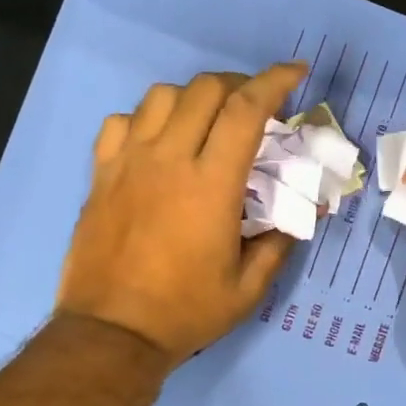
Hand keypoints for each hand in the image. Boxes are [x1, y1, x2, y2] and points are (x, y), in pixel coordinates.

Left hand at [57, 61, 305, 361]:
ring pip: (161, 96)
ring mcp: (128, 163)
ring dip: (193, 97)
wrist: (111, 332)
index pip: (247, 109)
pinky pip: (120, 122)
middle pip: (205, 89)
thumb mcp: (248, 288)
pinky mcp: (101, 174)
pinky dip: (145, 119)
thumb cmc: (185, 312)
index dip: (275, 81)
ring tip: (206, 120)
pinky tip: (156, 141)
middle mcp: (168, 159)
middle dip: (238, 84)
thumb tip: (305, 211)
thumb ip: (280, 242)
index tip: (296, 72)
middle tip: (254, 105)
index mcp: (211, 184)